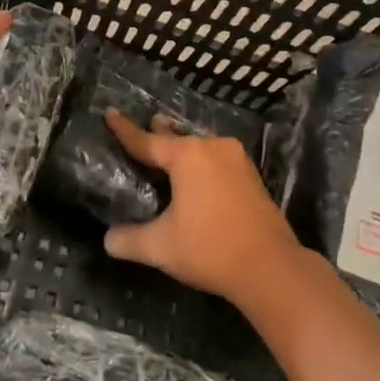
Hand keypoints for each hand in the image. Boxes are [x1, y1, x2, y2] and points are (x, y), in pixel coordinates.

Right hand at [102, 110, 306, 307]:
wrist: (271, 268)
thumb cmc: (210, 249)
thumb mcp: (160, 247)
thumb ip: (129, 240)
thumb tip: (108, 240)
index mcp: (187, 156)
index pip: (146, 140)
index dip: (124, 129)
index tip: (109, 112)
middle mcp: (213, 148)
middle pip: (177, 138)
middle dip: (159, 132)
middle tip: (145, 123)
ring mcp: (237, 161)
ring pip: (201, 147)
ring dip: (184, 147)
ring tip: (170, 145)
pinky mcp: (252, 177)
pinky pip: (217, 160)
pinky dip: (202, 162)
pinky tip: (197, 173)